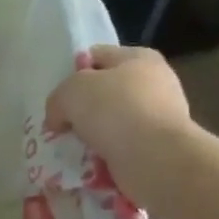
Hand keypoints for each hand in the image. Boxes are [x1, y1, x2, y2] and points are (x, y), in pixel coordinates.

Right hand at [46, 46, 193, 206]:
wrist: (155, 158)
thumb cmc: (114, 110)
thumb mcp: (69, 92)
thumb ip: (57, 99)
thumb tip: (58, 119)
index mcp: (138, 57)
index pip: (95, 56)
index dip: (72, 72)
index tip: (58, 95)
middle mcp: (155, 83)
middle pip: (104, 91)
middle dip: (82, 108)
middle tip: (61, 123)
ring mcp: (160, 117)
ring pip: (111, 122)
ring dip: (92, 135)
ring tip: (73, 146)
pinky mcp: (160, 147)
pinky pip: (122, 147)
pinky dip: (106, 155)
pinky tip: (90, 162)